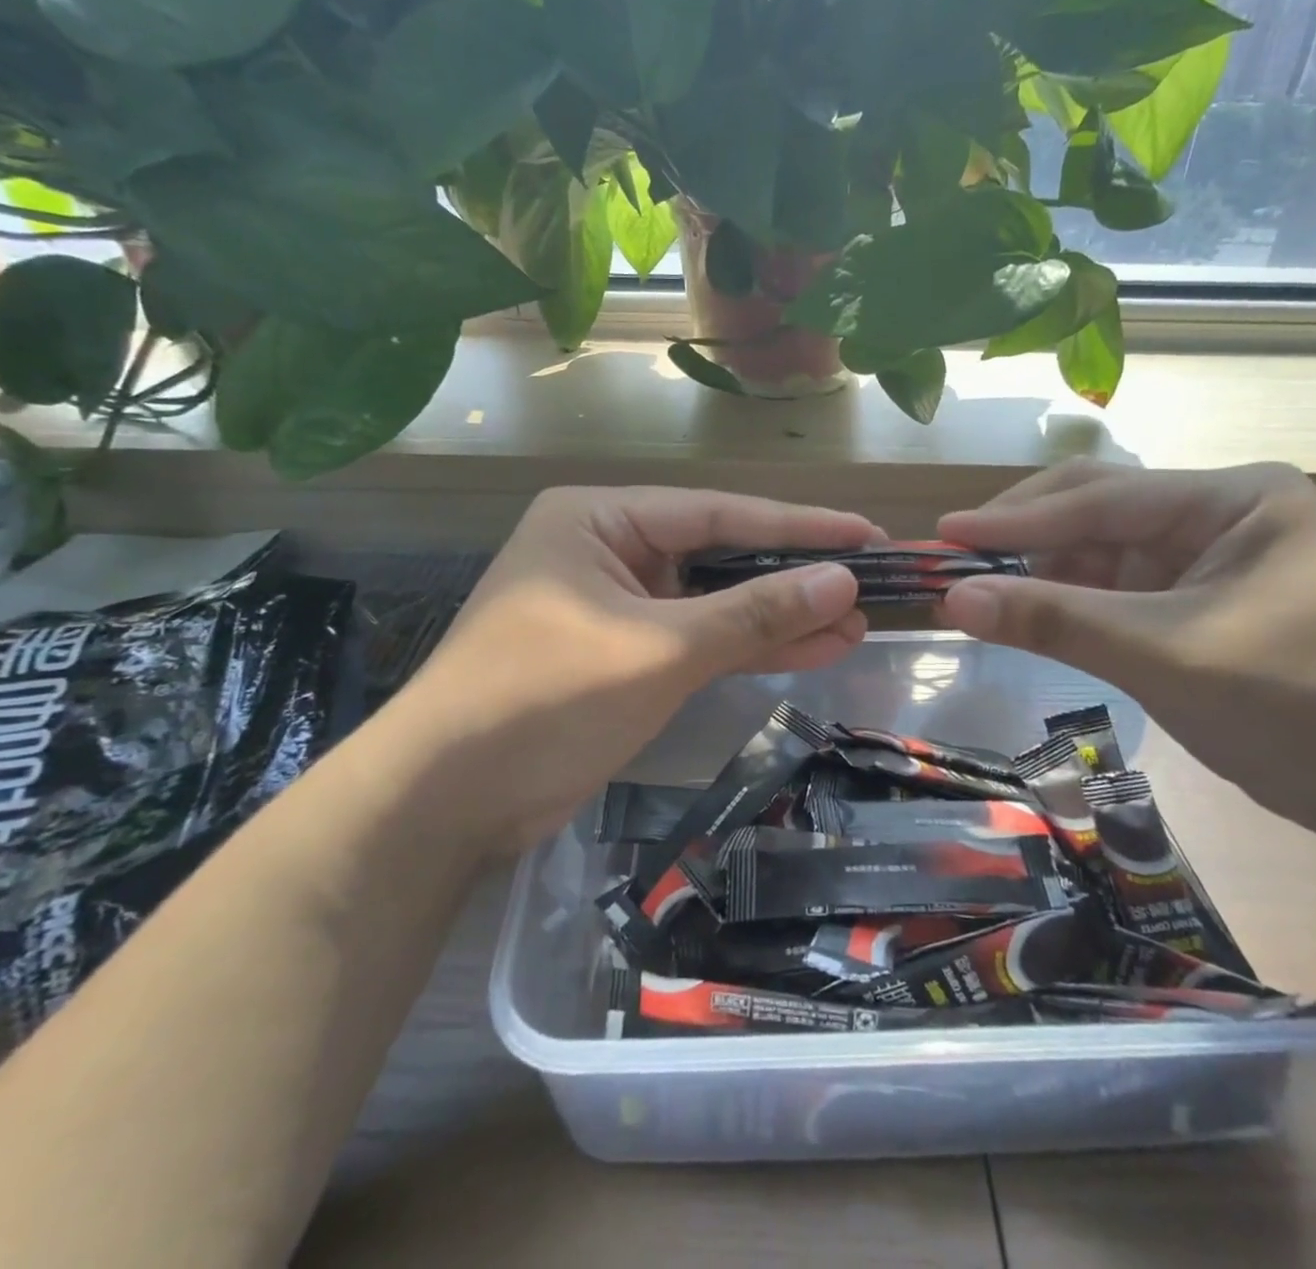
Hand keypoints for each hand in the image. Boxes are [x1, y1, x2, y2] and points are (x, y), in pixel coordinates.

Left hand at [395, 487, 878, 850]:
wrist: (445, 802)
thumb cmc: (545, 700)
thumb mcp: (659, 649)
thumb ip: (753, 613)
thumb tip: (841, 582)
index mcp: (599, 519)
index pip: (718, 512)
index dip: (798, 526)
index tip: (865, 534)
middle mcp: (606, 549)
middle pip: (718, 556)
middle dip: (792, 578)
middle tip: (870, 585)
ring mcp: (613, 605)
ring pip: (712, 604)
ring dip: (778, 618)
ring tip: (855, 623)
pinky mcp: (620, 655)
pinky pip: (695, 641)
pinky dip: (745, 648)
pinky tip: (808, 649)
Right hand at [937, 460, 1315, 835]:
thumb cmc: (1297, 707)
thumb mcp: (1163, 655)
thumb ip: (1054, 620)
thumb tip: (951, 597)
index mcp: (1236, 497)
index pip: (1105, 498)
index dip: (1018, 517)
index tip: (946, 531)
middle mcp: (1220, 513)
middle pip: (1099, 511)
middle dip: (1027, 536)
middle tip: (954, 557)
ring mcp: (1208, 558)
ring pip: (1100, 551)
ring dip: (1041, 572)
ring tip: (979, 590)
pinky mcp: (1196, 601)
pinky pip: (1114, 589)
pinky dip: (1068, 602)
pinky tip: (1028, 613)